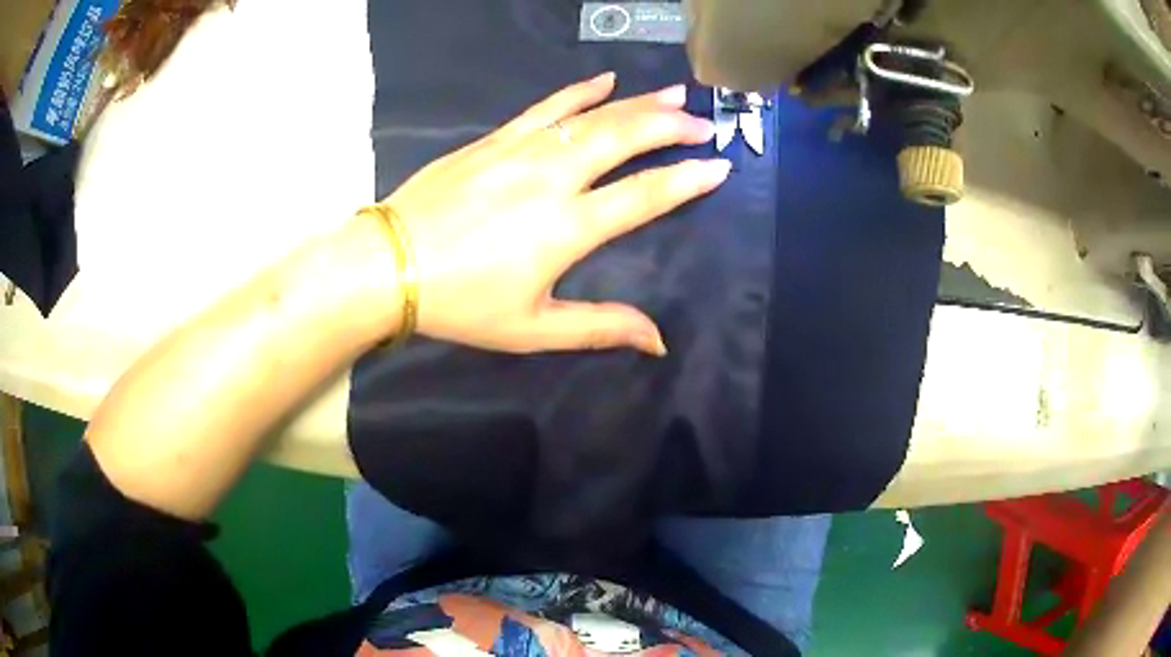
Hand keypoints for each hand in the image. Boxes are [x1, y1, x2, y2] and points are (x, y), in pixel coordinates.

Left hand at [382, 72, 729, 355]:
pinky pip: (547, 107)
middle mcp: (553, 178)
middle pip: (625, 139)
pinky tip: (604, 81)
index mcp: (568, 227)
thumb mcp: (533, 329)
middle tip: (702, 123)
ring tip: (673, 96)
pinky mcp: (495, 140)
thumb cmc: (462, 303)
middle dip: (670, 128)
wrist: (390, 265)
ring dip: (637, 104)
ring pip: (592, 117)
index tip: (718, 166)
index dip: (686, 180)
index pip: (644, 196)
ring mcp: (522, 151)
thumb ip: (600, 328)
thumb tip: (659, 341)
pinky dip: (580, 92)